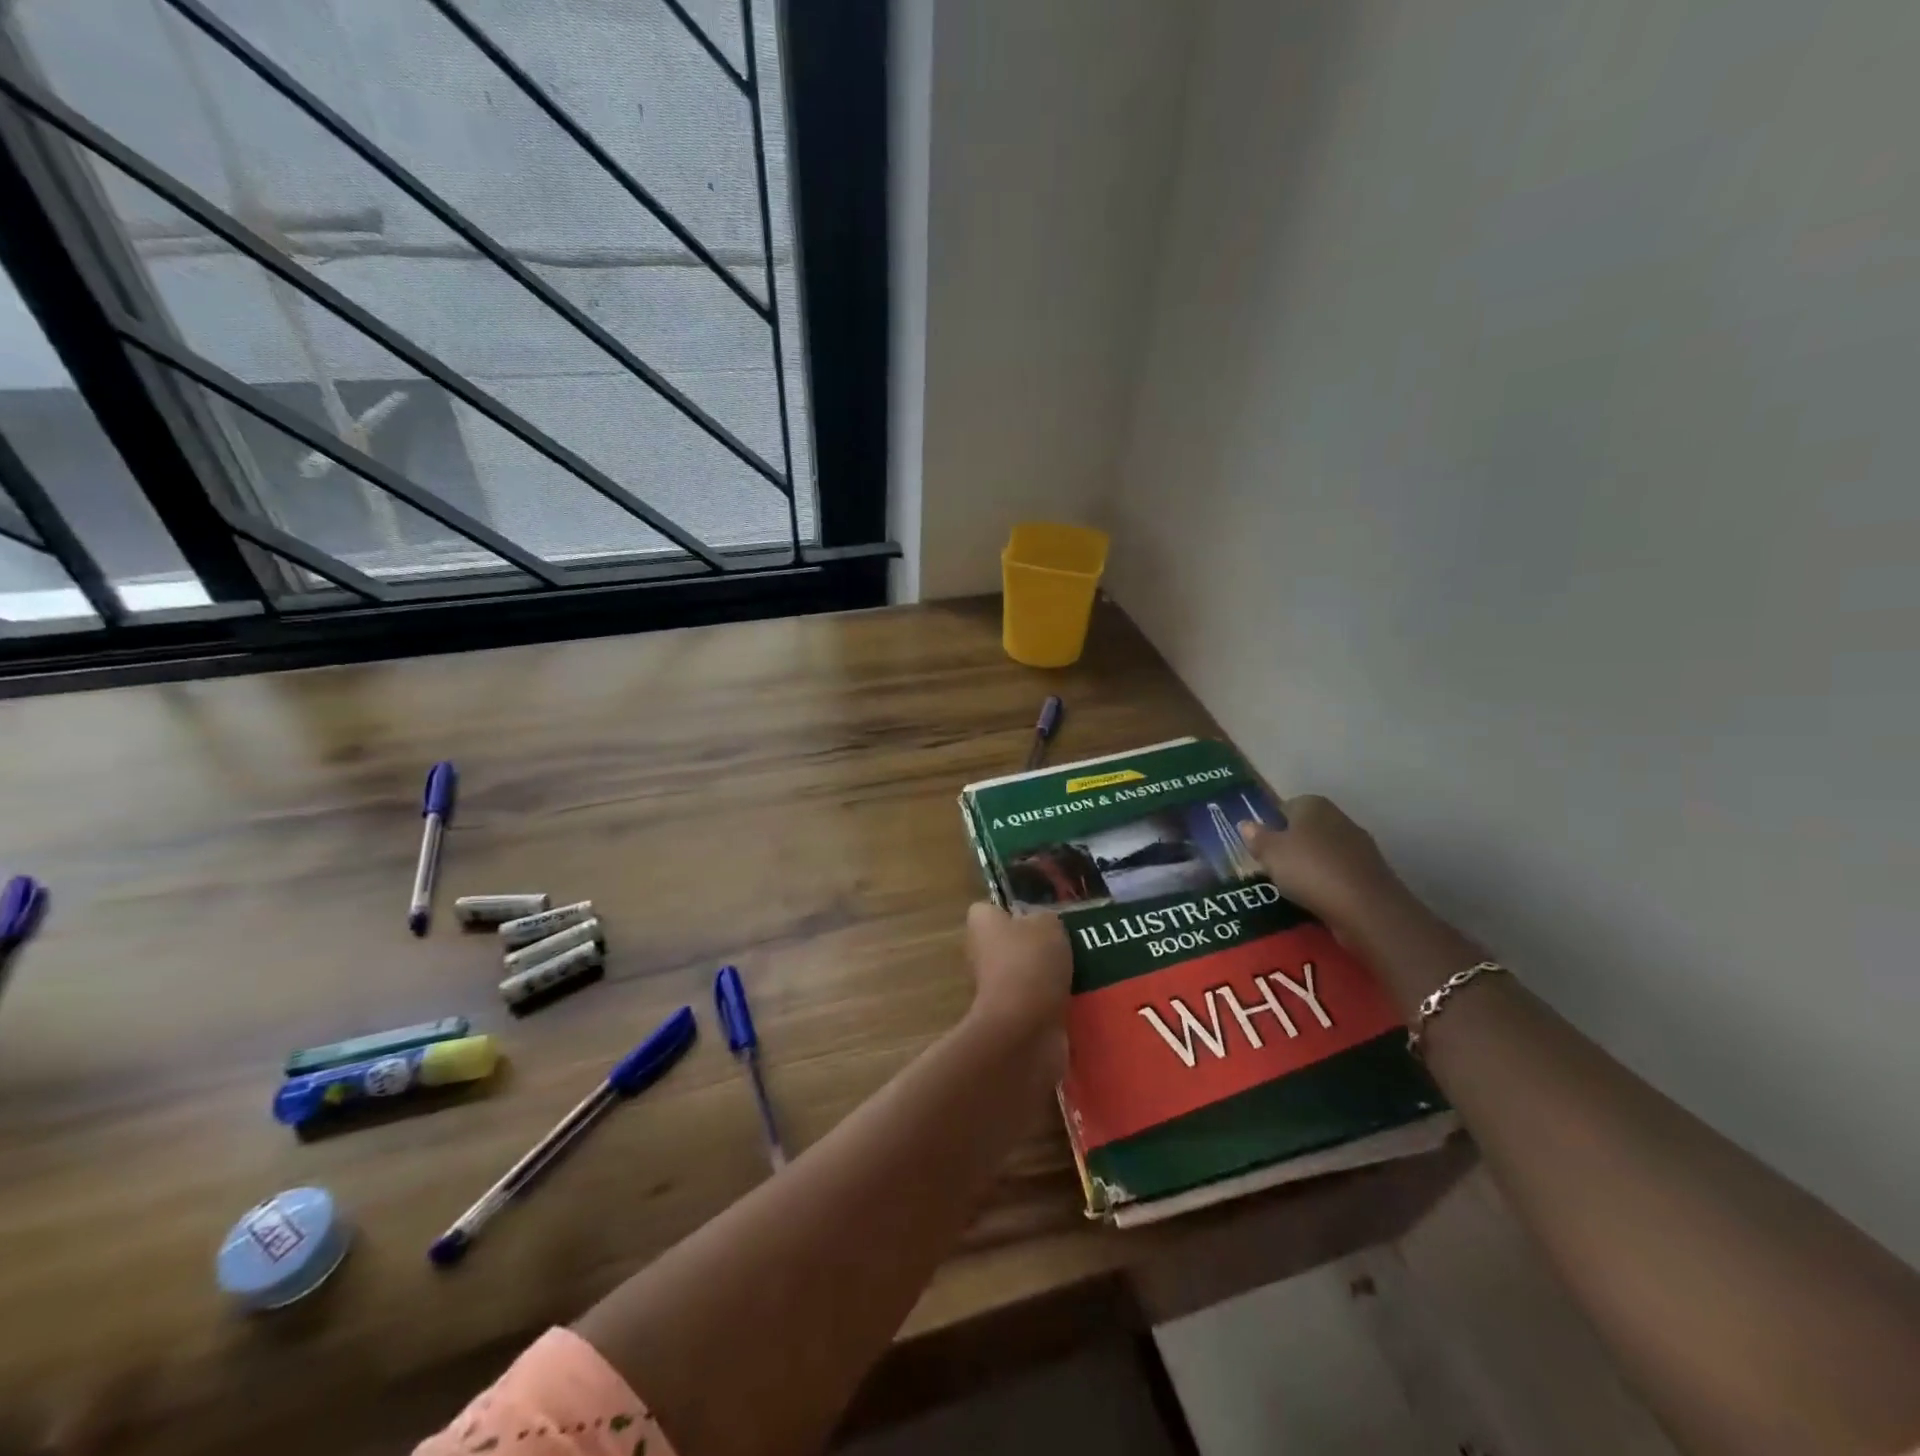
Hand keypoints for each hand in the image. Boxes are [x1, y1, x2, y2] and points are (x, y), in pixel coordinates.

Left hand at [963, 903, 1071, 1063]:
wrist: (1024, 1030)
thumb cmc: (1030, 963)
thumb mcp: (1048, 924)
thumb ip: (1044, 918)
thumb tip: (1042, 925)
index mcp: (982, 924)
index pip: (992, 909)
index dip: (1015, 910)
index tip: (1041, 916)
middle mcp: (981, 954)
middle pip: (1012, 942)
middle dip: (1039, 945)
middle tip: (1070, 944)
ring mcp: (996, 989)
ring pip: (1028, 974)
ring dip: (1051, 976)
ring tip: (1084, 971)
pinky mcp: (1013, 1018)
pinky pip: (1038, 1003)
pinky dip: (1056, 1003)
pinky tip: (1081, 998)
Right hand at [1240, 795, 1407, 936]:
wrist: (1366, 908)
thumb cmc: (1310, 870)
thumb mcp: (1270, 853)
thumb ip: (1257, 837)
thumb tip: (1246, 824)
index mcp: (1313, 805)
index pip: (1286, 806)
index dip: (1271, 824)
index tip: (1260, 846)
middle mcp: (1338, 817)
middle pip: (1307, 828)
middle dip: (1291, 844)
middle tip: (1273, 866)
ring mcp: (1359, 845)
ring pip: (1324, 850)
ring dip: (1310, 864)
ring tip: (1293, 886)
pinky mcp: (1371, 872)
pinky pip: (1339, 871)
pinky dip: (1328, 881)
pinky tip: (1317, 897)